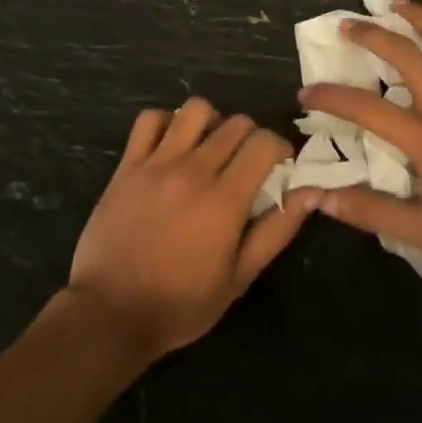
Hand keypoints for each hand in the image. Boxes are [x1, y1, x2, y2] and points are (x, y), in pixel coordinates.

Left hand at [67, 98, 317, 360]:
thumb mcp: (239, 278)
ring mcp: (157, 163)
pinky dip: (166, 123)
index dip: (279, 147)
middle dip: (251, 137)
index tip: (278, 165)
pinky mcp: (127, 164)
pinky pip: (150, 119)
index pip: (264, 142)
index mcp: (225, 198)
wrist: (110, 313)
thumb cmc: (181, 303)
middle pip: (235, 123)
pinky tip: (171, 146)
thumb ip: (277, 230)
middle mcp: (193, 169)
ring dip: (211, 123)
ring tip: (209, 148)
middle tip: (246, 164)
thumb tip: (310, 192)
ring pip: (195, 110)